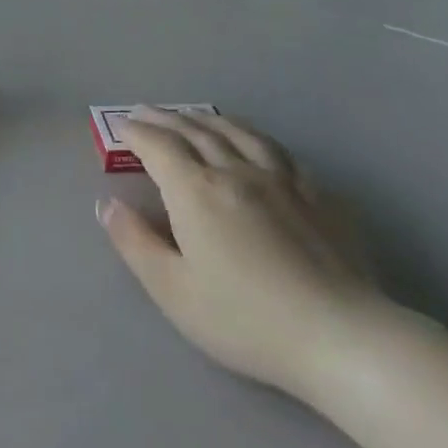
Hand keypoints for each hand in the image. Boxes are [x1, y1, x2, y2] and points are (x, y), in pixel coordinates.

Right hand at [97, 107, 387, 400]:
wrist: (340, 336)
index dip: (137, 133)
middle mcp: (237, 171)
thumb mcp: (174, 291)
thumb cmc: (246, 319)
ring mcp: (282, 179)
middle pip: (195, 132)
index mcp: (197, 191)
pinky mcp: (319, 195)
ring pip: (239, 133)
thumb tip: (107, 203)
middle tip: (146, 112)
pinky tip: (256, 143)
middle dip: (165, 119)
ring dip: (208, 119)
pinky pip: (279, 150)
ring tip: (194, 115)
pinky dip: (255, 137)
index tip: (121, 127)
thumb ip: (135, 243)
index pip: (159, 147)